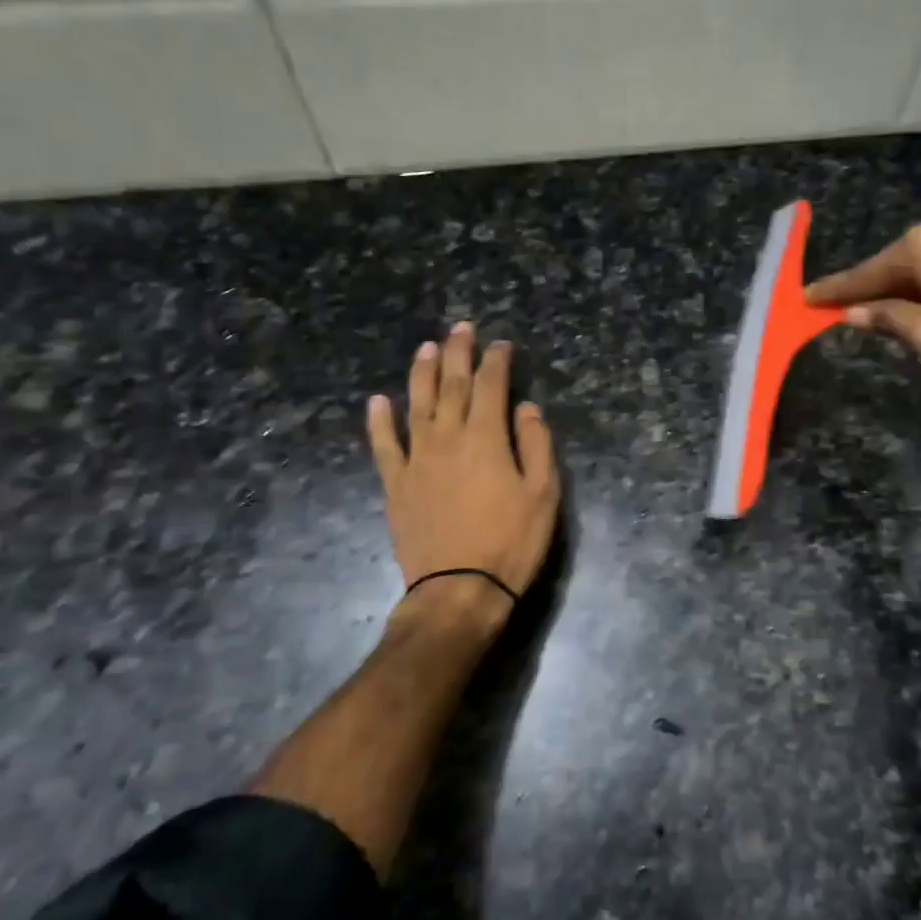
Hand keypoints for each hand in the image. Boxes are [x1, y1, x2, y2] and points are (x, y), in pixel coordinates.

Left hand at [367, 323, 560, 630]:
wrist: (459, 590)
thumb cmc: (511, 542)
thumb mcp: (543, 494)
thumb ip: (536, 445)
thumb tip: (526, 408)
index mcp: (486, 438)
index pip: (491, 386)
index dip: (496, 361)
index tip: (501, 345)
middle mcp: (448, 438)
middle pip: (451, 385)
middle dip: (458, 353)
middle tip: (461, 329)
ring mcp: (417, 460)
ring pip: (416, 405)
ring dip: (421, 373)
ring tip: (426, 348)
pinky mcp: (396, 484)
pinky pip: (384, 445)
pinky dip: (379, 421)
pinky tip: (378, 401)